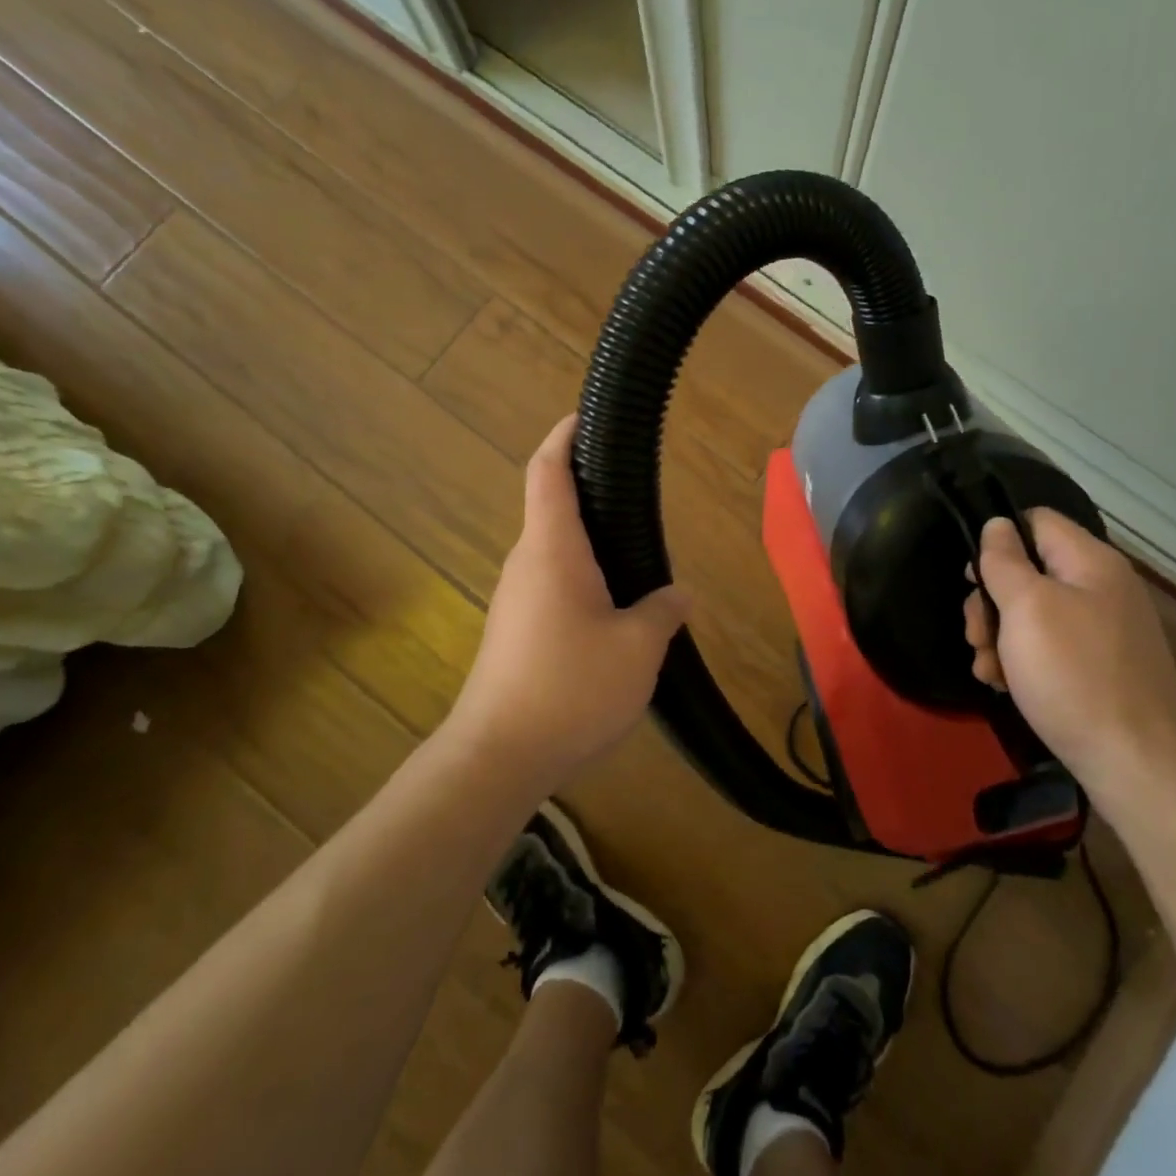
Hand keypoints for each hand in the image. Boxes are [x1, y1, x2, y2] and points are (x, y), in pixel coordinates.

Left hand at [449, 414, 691, 795]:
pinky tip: (614, 612)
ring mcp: (515, 599)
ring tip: (635, 557)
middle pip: (552, 510)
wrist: (497, 757)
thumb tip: (679, 595)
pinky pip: (551, 586)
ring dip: (588, 546)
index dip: (563, 438)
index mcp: (552, 550)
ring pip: (554, 553)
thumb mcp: (637, 649)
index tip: (583, 417)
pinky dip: (581, 580)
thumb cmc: (570, 688)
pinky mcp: (514, 632)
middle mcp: (527, 564)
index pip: (548, 473)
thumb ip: (663, 612)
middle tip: (634, 496)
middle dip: (588, 495)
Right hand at [964, 511, 1175, 807]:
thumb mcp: (1026, 608)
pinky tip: (1006, 686)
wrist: (1138, 765)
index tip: (971, 578)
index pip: (1036, 520)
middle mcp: (1101, 589)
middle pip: (1029, 571)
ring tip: (987, 670)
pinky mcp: (1100, 668)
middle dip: (991, 601)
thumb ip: (1005, 561)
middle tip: (975, 636)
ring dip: (1000, 637)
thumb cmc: (1074, 675)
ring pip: (1033, 614)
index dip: (998, 539)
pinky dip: (1022, 662)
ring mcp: (1103, 631)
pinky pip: (1051, 648)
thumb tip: (998, 523)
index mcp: (1090, 562)